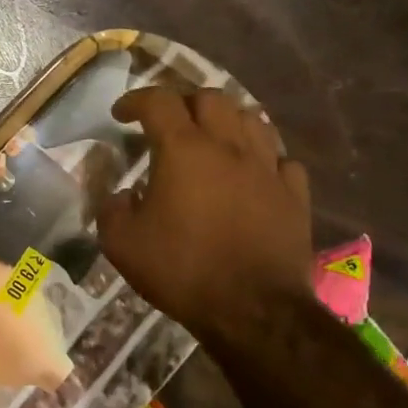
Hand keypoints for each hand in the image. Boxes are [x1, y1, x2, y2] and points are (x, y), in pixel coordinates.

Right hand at [97, 87, 312, 350]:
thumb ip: (113, 209)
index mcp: (184, 151)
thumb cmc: (182, 270)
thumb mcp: (122, 244)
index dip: (136, 100)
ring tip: (211, 138)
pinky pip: (281, 159)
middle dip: (183, 101)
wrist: (253, 309)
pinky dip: (262, 157)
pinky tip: (252, 172)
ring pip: (252, 119)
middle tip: (167, 122)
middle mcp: (229, 147)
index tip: (121, 113)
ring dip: (226, 120)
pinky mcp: (294, 195)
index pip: (159, 102)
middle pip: (211, 98)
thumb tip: (122, 196)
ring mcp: (268, 169)